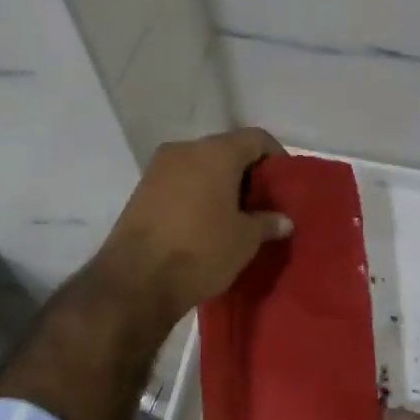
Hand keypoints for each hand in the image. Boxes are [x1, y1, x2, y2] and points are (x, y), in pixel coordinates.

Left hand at [90, 128, 292, 328]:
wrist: (135, 280)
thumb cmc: (200, 251)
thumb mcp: (244, 240)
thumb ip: (267, 222)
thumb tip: (283, 220)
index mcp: (215, 153)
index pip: (256, 139)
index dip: (275, 157)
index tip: (284, 184)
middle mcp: (185, 150)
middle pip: (226, 150)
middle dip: (247, 173)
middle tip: (262, 202)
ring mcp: (158, 168)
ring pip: (200, 166)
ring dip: (219, 184)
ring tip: (235, 215)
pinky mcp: (141, 189)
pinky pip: (180, 182)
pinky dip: (197, 194)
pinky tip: (205, 222)